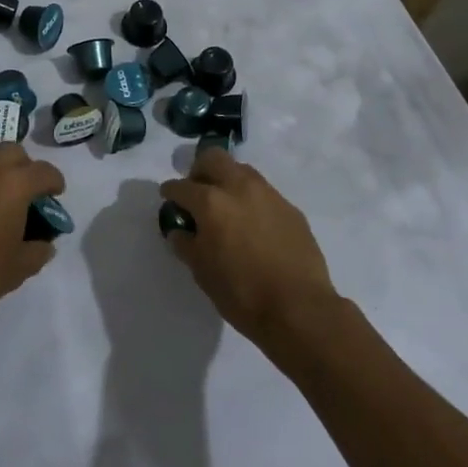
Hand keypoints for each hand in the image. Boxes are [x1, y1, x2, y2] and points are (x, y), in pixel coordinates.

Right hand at [160, 150, 339, 344]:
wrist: (299, 308)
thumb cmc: (242, 292)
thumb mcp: (202, 272)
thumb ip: (186, 244)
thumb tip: (179, 230)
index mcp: (211, 202)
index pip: (181, 186)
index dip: (170, 192)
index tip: (168, 198)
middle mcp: (239, 187)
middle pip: (213, 158)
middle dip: (199, 170)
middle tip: (197, 193)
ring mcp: (268, 194)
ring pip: (241, 170)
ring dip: (228, 181)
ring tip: (226, 208)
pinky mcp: (290, 208)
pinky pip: (264, 193)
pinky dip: (251, 201)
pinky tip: (253, 226)